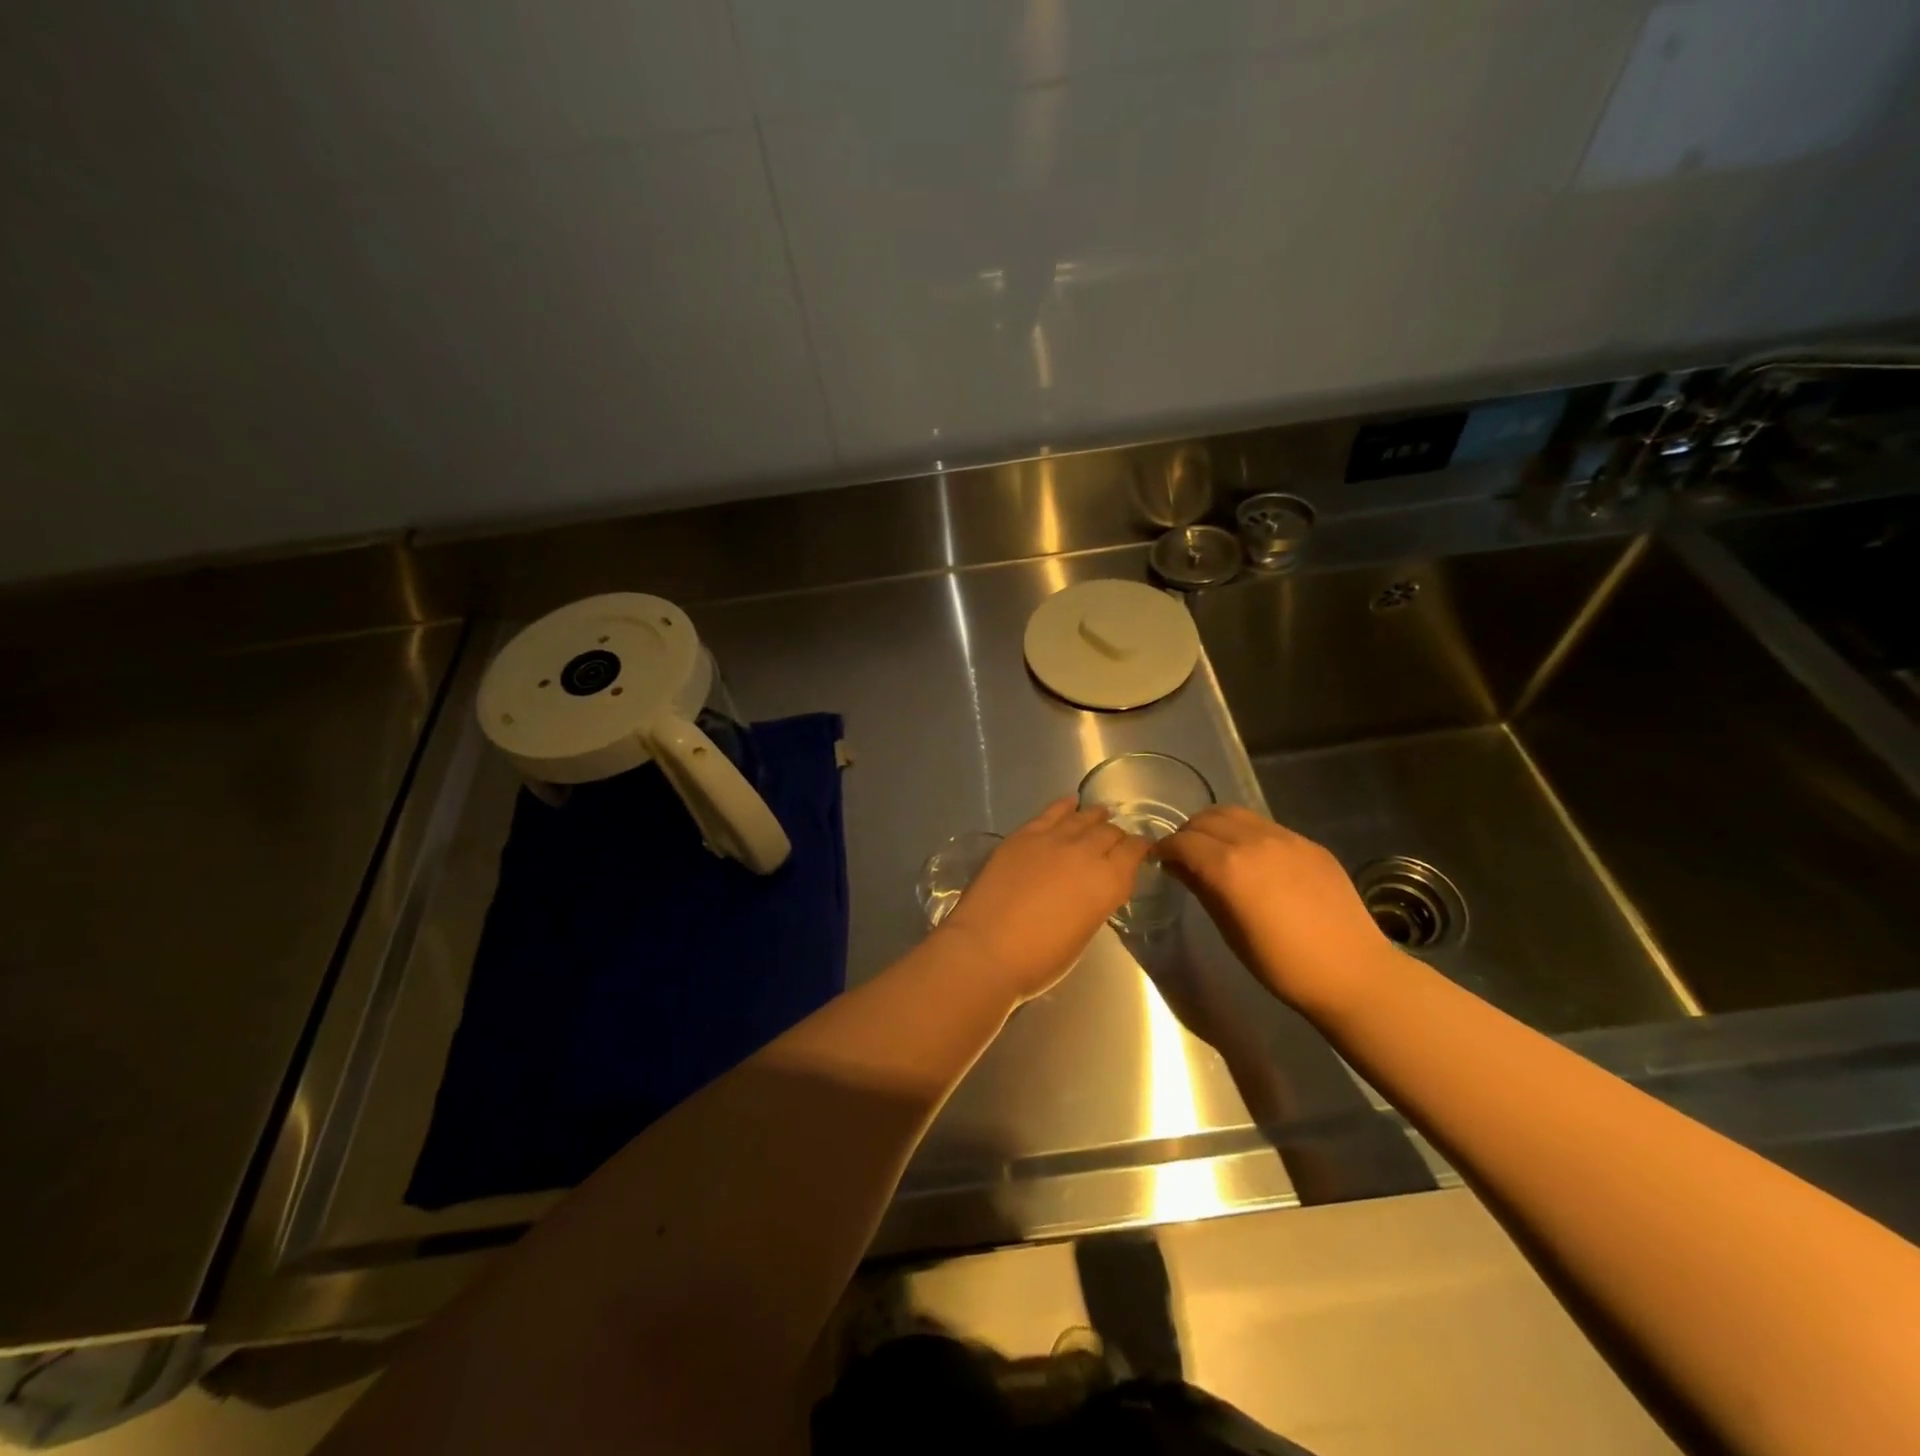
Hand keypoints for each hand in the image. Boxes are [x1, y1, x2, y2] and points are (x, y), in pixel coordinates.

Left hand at [937, 798, 1151, 1002]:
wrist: (986, 947)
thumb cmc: (1038, 958)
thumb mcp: (1083, 934)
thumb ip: (1094, 904)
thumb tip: (1091, 890)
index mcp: (1108, 882)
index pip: (1133, 852)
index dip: (1140, 848)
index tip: (1141, 849)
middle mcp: (1086, 853)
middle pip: (1109, 832)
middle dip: (1116, 835)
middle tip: (1116, 839)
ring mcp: (1052, 839)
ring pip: (1082, 818)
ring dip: (1094, 816)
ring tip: (1100, 814)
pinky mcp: (1023, 835)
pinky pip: (1050, 813)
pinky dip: (1064, 806)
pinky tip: (1070, 802)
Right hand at [1154, 806, 1390, 1017]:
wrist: (1352, 972)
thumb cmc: (1281, 964)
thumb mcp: (1230, 930)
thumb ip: (1202, 889)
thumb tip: (1179, 868)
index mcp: (1229, 867)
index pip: (1183, 842)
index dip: (1165, 849)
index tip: (1159, 861)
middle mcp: (1255, 842)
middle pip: (1207, 819)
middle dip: (1188, 833)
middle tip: (1184, 855)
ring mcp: (1287, 839)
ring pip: (1237, 814)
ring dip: (1216, 826)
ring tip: (1215, 849)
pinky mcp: (1310, 844)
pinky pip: (1266, 826)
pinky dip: (1247, 833)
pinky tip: (1253, 859)